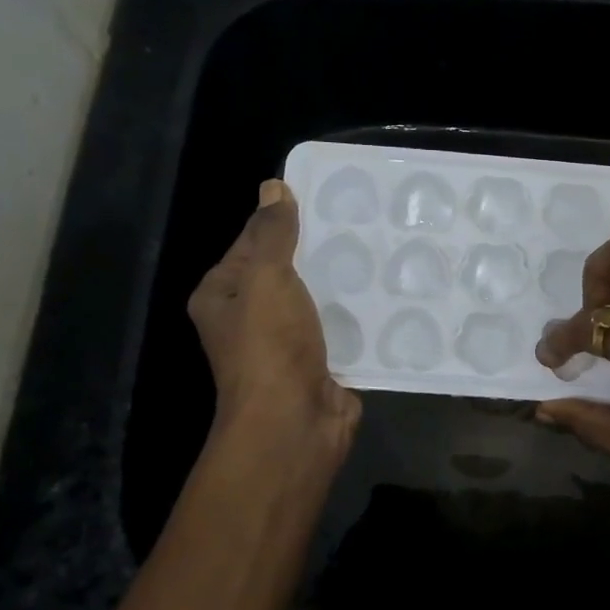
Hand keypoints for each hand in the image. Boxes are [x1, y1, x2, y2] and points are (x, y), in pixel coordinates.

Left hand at [188, 180, 360, 462]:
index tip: (322, 199)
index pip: (250, 244)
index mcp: (222, 297)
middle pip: (285, 273)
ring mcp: (286, 345)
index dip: (280, 221)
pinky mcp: (320, 365)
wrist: (295, 422)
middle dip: (318, 252)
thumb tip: (272, 186)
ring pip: (316, 302)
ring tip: (380, 252)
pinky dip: (358, 317)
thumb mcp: (267, 278)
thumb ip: (273, 234)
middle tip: (360, 223)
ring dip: (342, 285)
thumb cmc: (269, 346)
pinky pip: (340, 331)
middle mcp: (249, 320)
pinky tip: (387, 295)